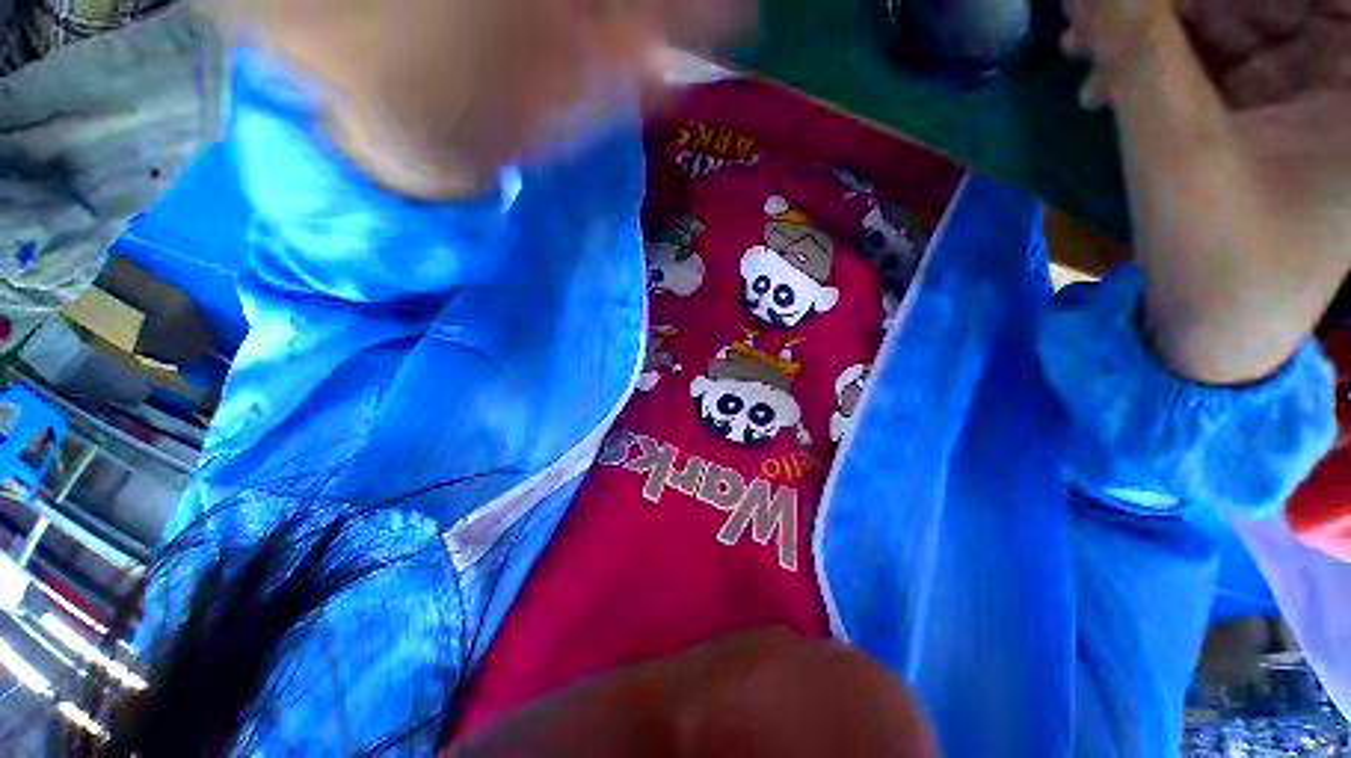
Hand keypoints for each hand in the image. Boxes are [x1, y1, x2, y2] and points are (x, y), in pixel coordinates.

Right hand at [1062, 0, 1350, 383]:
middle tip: (1095, 20)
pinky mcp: (1273, 101)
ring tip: (1085, 54)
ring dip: (1151, 28)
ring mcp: (1312, 83)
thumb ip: (1137, 48)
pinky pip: (1213, 49)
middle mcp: (1348, 71)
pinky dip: (1156, 57)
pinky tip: (1107, 82)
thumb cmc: (1216, 255)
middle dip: (1166, 4)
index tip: (1136, 2)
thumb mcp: (1176, 148)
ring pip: (1228, 12)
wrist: (1214, 330)